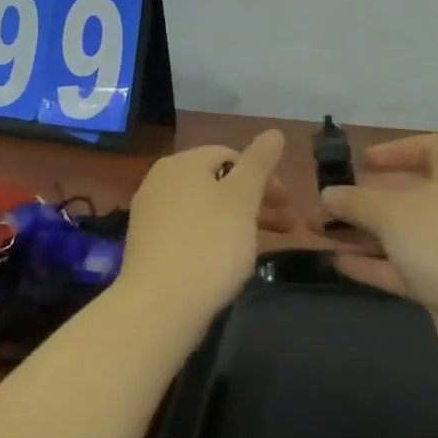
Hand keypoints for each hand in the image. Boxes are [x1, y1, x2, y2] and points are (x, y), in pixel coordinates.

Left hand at [118, 130, 291, 323]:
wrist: (159, 306)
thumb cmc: (209, 245)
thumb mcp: (243, 199)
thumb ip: (260, 163)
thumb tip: (274, 131)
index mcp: (182, 163)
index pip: (231, 155)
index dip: (264, 176)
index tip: (288, 203)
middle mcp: (161, 181)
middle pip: (219, 182)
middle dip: (257, 201)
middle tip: (288, 225)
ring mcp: (151, 215)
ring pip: (206, 208)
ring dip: (241, 220)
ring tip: (266, 245)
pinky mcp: (149, 246)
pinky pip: (191, 230)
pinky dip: (216, 237)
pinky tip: (231, 259)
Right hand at [320, 134, 437, 362]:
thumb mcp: (393, 213)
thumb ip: (356, 201)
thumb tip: (329, 194)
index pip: (430, 147)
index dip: (395, 151)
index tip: (362, 162)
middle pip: (411, 192)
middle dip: (366, 199)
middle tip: (328, 205)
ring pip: (406, 232)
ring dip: (365, 232)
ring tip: (322, 234)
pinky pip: (408, 264)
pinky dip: (377, 263)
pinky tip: (341, 263)